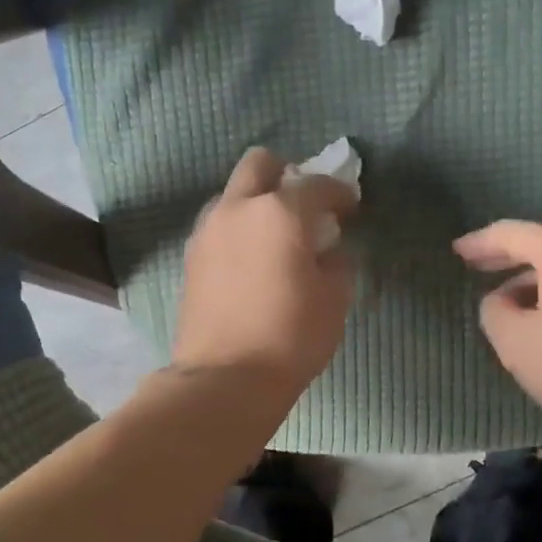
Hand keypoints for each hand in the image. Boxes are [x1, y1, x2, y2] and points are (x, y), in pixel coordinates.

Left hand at [172, 148, 358, 396]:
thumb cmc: (290, 336)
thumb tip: (328, 250)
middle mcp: (238, 208)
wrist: (224, 378)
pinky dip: (238, 229)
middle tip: (304, 207)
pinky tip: (252, 260)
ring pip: (233, 194)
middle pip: (260, 164)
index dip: (340, 192)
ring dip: (256, 202)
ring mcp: (208, 230)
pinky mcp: (191, 257)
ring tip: (275, 237)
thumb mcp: (334, 299)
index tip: (351, 208)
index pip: (317, 184)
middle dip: (286, 174)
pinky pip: (218, 224)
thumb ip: (336, 261)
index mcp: (280, 212)